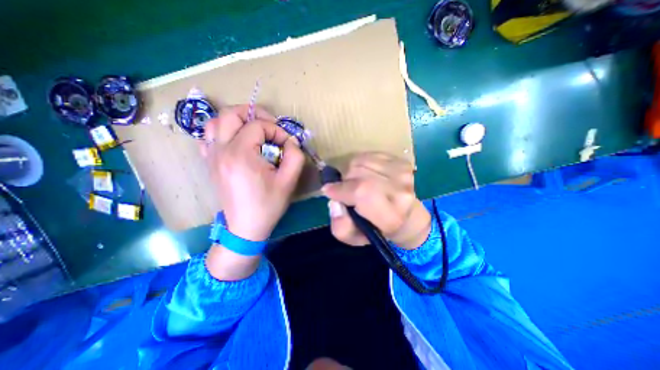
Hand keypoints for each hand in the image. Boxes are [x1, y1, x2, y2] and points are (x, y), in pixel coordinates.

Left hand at [203, 105, 305, 240]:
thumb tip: (291, 141)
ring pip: (215, 121)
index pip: (258, 125)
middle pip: (231, 114)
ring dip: (236, 119)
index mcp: (240, 154)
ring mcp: (211, 156)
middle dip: (254, 113)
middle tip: (270, 125)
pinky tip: (236, 140)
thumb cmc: (268, 205)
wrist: (246, 227)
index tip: (287, 143)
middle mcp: (221, 150)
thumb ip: (295, 156)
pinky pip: (208, 137)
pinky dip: (222, 131)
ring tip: (253, 129)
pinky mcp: (210, 163)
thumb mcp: (289, 181)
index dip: (277, 130)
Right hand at [322, 151, 433, 249]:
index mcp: (392, 216)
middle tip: (345, 190)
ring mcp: (403, 173)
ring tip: (356, 182)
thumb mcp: (356, 238)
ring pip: (361, 161)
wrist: (407, 216)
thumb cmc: (379, 229)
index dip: (341, 189)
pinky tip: (365, 175)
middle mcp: (401, 192)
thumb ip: (341, 227)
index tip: (329, 191)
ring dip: (351, 171)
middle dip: (344, 180)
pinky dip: (360, 163)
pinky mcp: (401, 161)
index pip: (362, 192)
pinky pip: (368, 155)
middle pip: (359, 173)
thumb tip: (334, 203)